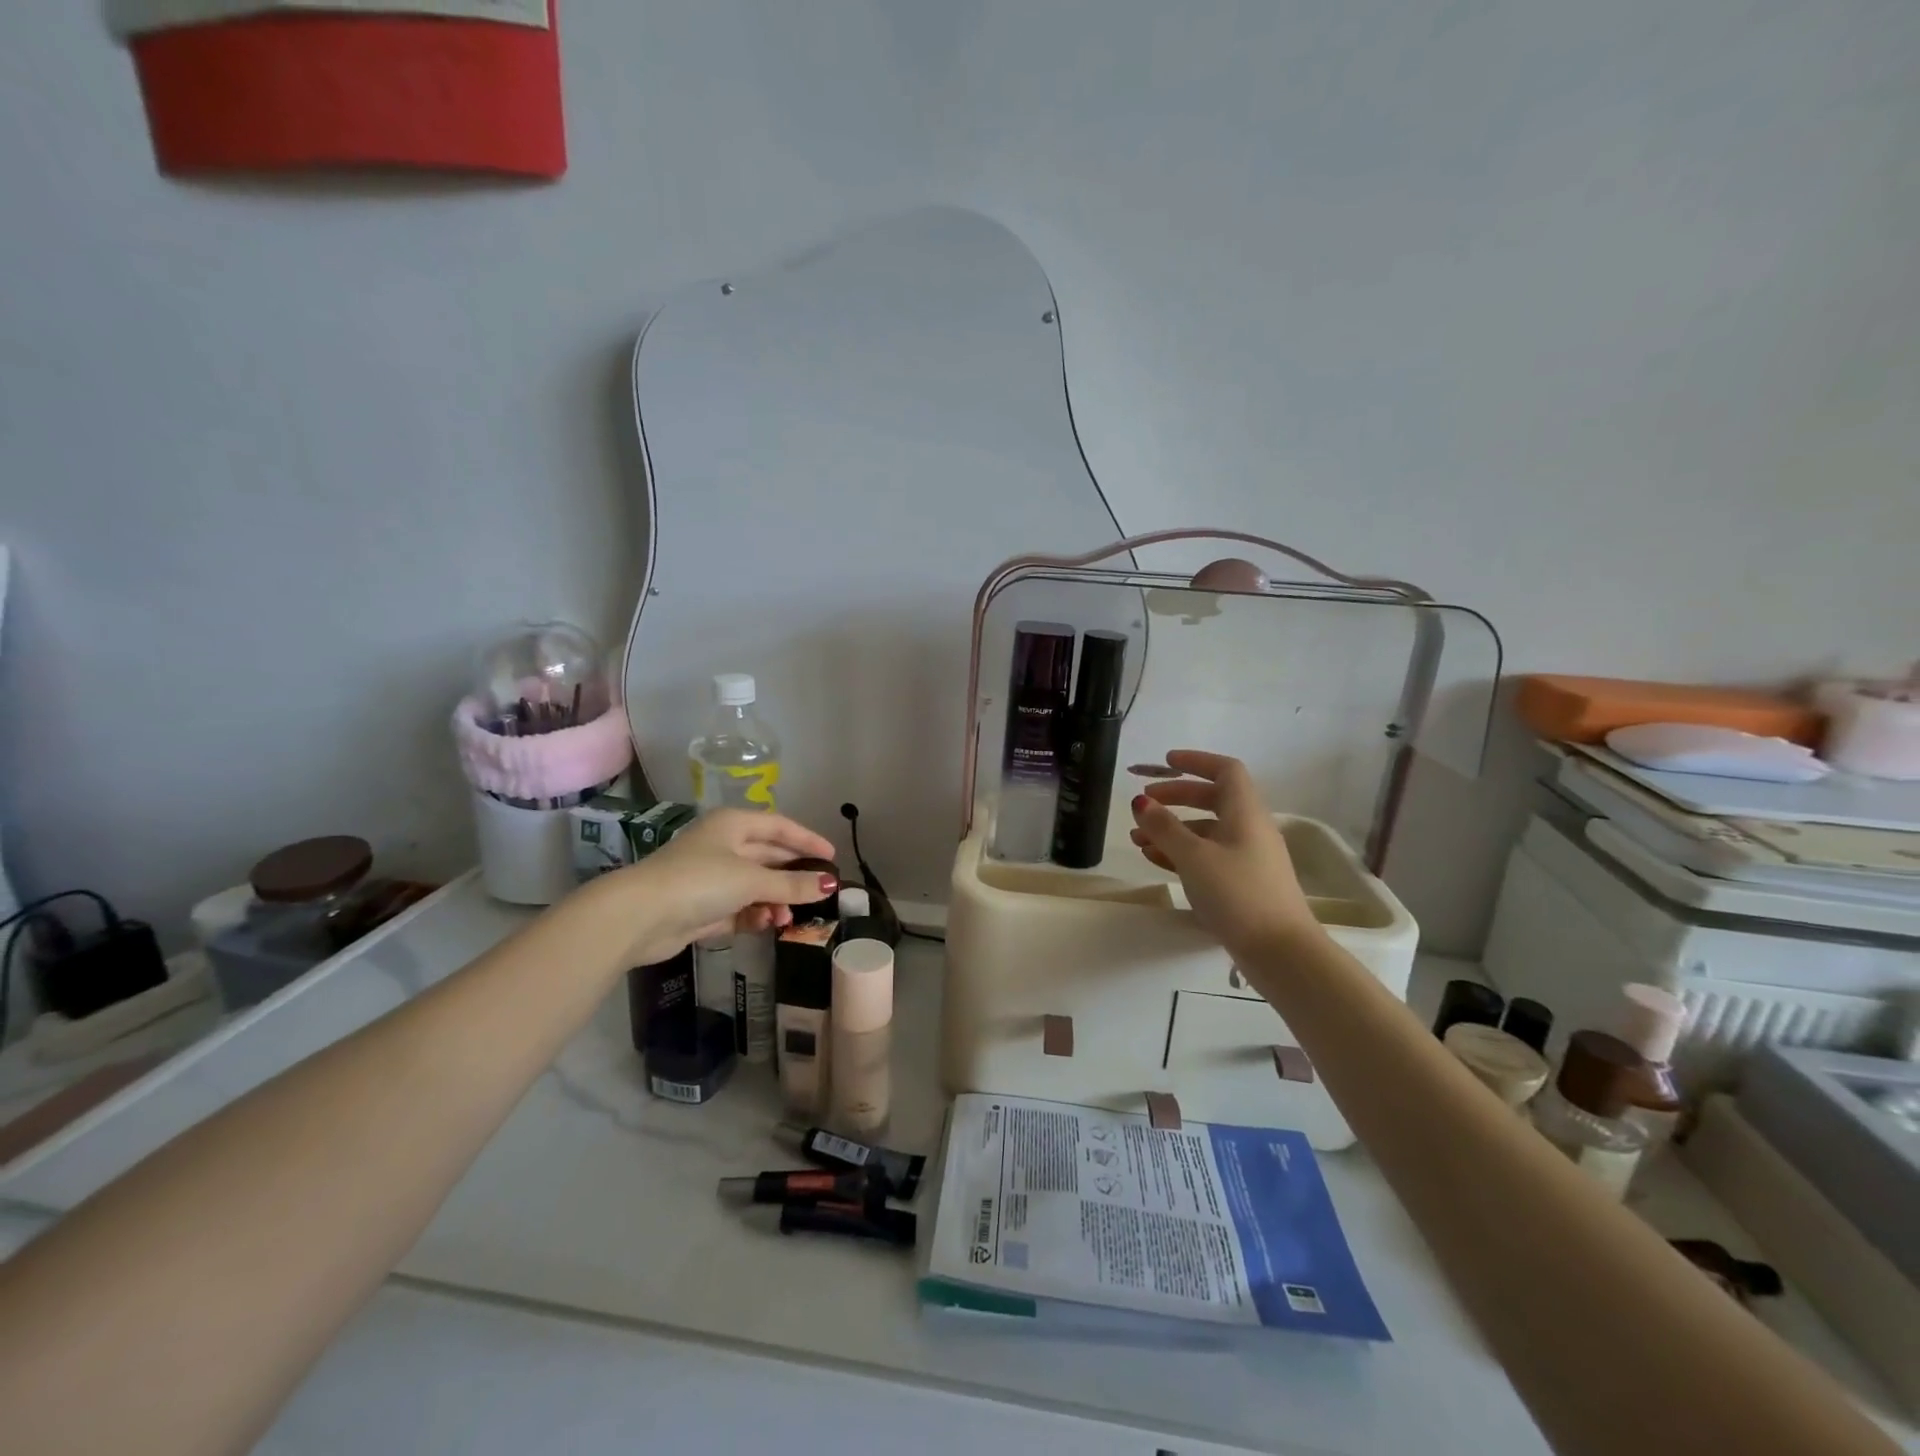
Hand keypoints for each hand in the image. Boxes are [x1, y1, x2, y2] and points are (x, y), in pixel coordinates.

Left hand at [610, 809, 838, 966]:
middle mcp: (723, 845)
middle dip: (792, 877)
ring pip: (755, 886)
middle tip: (819, 893)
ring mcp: (710, 877)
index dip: (807, 841)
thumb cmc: (700, 881)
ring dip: (775, 901)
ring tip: (787, 918)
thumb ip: (792, 884)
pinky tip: (766, 925)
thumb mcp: (752, 880)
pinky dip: (754, 916)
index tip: (832, 858)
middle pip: (769, 857)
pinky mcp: (701, 907)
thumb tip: (830, 885)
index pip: (780, 826)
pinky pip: (739, 908)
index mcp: (733, 825)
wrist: (639, 916)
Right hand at [1128, 750, 1323, 957]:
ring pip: (1206, 831)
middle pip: (1212, 799)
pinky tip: (1154, 860)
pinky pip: (1207, 856)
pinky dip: (1181, 853)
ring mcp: (1247, 857)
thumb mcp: (1194, 857)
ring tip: (1138, 839)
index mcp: (1245, 812)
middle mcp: (1249, 829)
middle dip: (1176, 797)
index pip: (1225, 770)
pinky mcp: (1242, 883)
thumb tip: (1141, 801)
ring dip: (1172, 830)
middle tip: (1144, 803)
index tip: (1166, 762)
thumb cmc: (1238, 893)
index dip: (1196, 761)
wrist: (1280, 951)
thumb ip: (1164, 827)